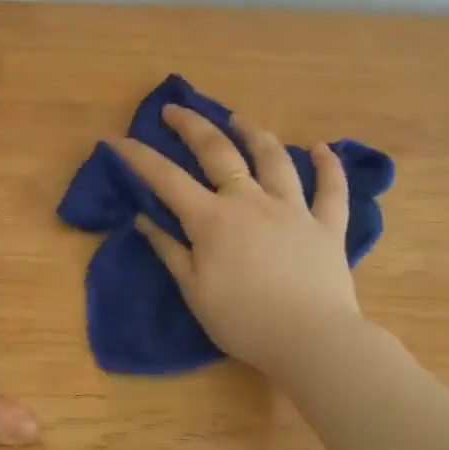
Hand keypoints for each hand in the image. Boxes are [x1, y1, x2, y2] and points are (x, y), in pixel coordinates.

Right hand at [115, 105, 363, 374]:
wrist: (311, 339)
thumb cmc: (243, 321)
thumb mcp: (194, 291)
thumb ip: (169, 250)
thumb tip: (143, 219)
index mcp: (213, 219)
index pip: (166, 179)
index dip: (139, 157)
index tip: (117, 139)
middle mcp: (251, 201)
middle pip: (219, 152)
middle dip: (193, 126)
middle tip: (176, 109)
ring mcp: (293, 209)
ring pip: (274, 159)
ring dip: (255, 134)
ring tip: (240, 119)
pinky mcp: (327, 226)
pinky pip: (332, 190)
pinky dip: (328, 166)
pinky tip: (322, 149)